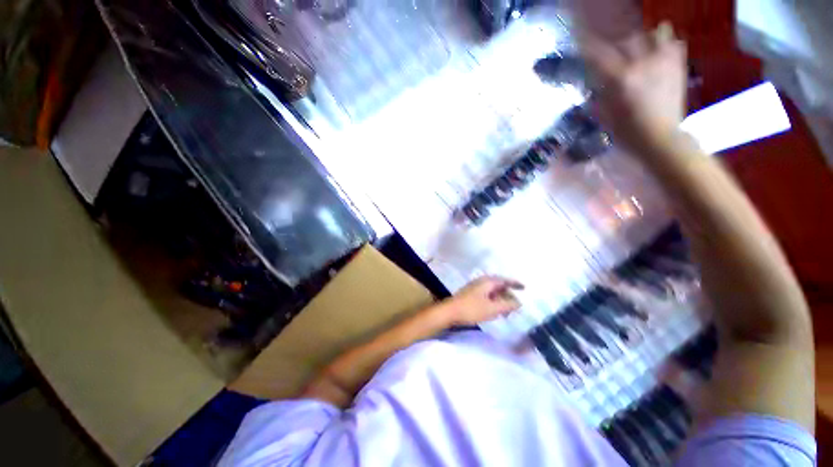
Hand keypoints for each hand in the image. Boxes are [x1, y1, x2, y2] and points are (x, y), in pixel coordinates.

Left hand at [443, 276, 523, 325]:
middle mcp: (481, 281)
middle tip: (516, 305)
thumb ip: (507, 305)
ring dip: (500, 299)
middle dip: (508, 295)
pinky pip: (487, 295)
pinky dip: (493, 301)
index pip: (505, 280)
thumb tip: (519, 302)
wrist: (450, 312)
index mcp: (487, 281)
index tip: (524, 288)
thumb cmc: (471, 309)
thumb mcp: (492, 308)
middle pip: (499, 286)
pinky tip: (495, 310)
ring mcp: (475, 287)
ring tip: (507, 311)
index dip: (515, 284)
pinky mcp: (471, 294)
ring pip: (492, 291)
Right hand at [582, 22, 687, 156]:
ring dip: (645, 38)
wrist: (661, 139)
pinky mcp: (678, 67)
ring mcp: (664, 63)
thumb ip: (599, 95)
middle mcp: (643, 64)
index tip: (581, 40)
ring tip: (640, 49)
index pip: (600, 54)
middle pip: (628, 40)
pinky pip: (676, 44)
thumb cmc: (627, 132)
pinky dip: (667, 44)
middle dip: (617, 44)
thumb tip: (595, 83)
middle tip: (613, 54)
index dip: (589, 46)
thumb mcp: (604, 116)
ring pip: (656, 34)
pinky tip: (660, 52)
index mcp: (621, 78)